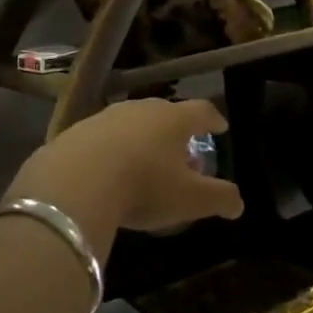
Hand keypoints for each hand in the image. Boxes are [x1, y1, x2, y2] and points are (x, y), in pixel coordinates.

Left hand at [8, 98, 241, 257]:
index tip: (220, 127)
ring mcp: (105, 117)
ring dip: (141, 141)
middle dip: (176, 133)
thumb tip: (238, 203)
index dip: (214, 120)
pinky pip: (101, 139)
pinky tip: (107, 173)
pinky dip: (110, 151)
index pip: (202, 111)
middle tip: (182, 154)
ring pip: (132, 124)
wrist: (74, 183)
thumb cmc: (144, 186)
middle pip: (166, 114)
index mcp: (174, 119)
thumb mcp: (190, 200)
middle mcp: (141, 109)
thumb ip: (220, 198)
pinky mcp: (75, 132)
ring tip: (144, 165)